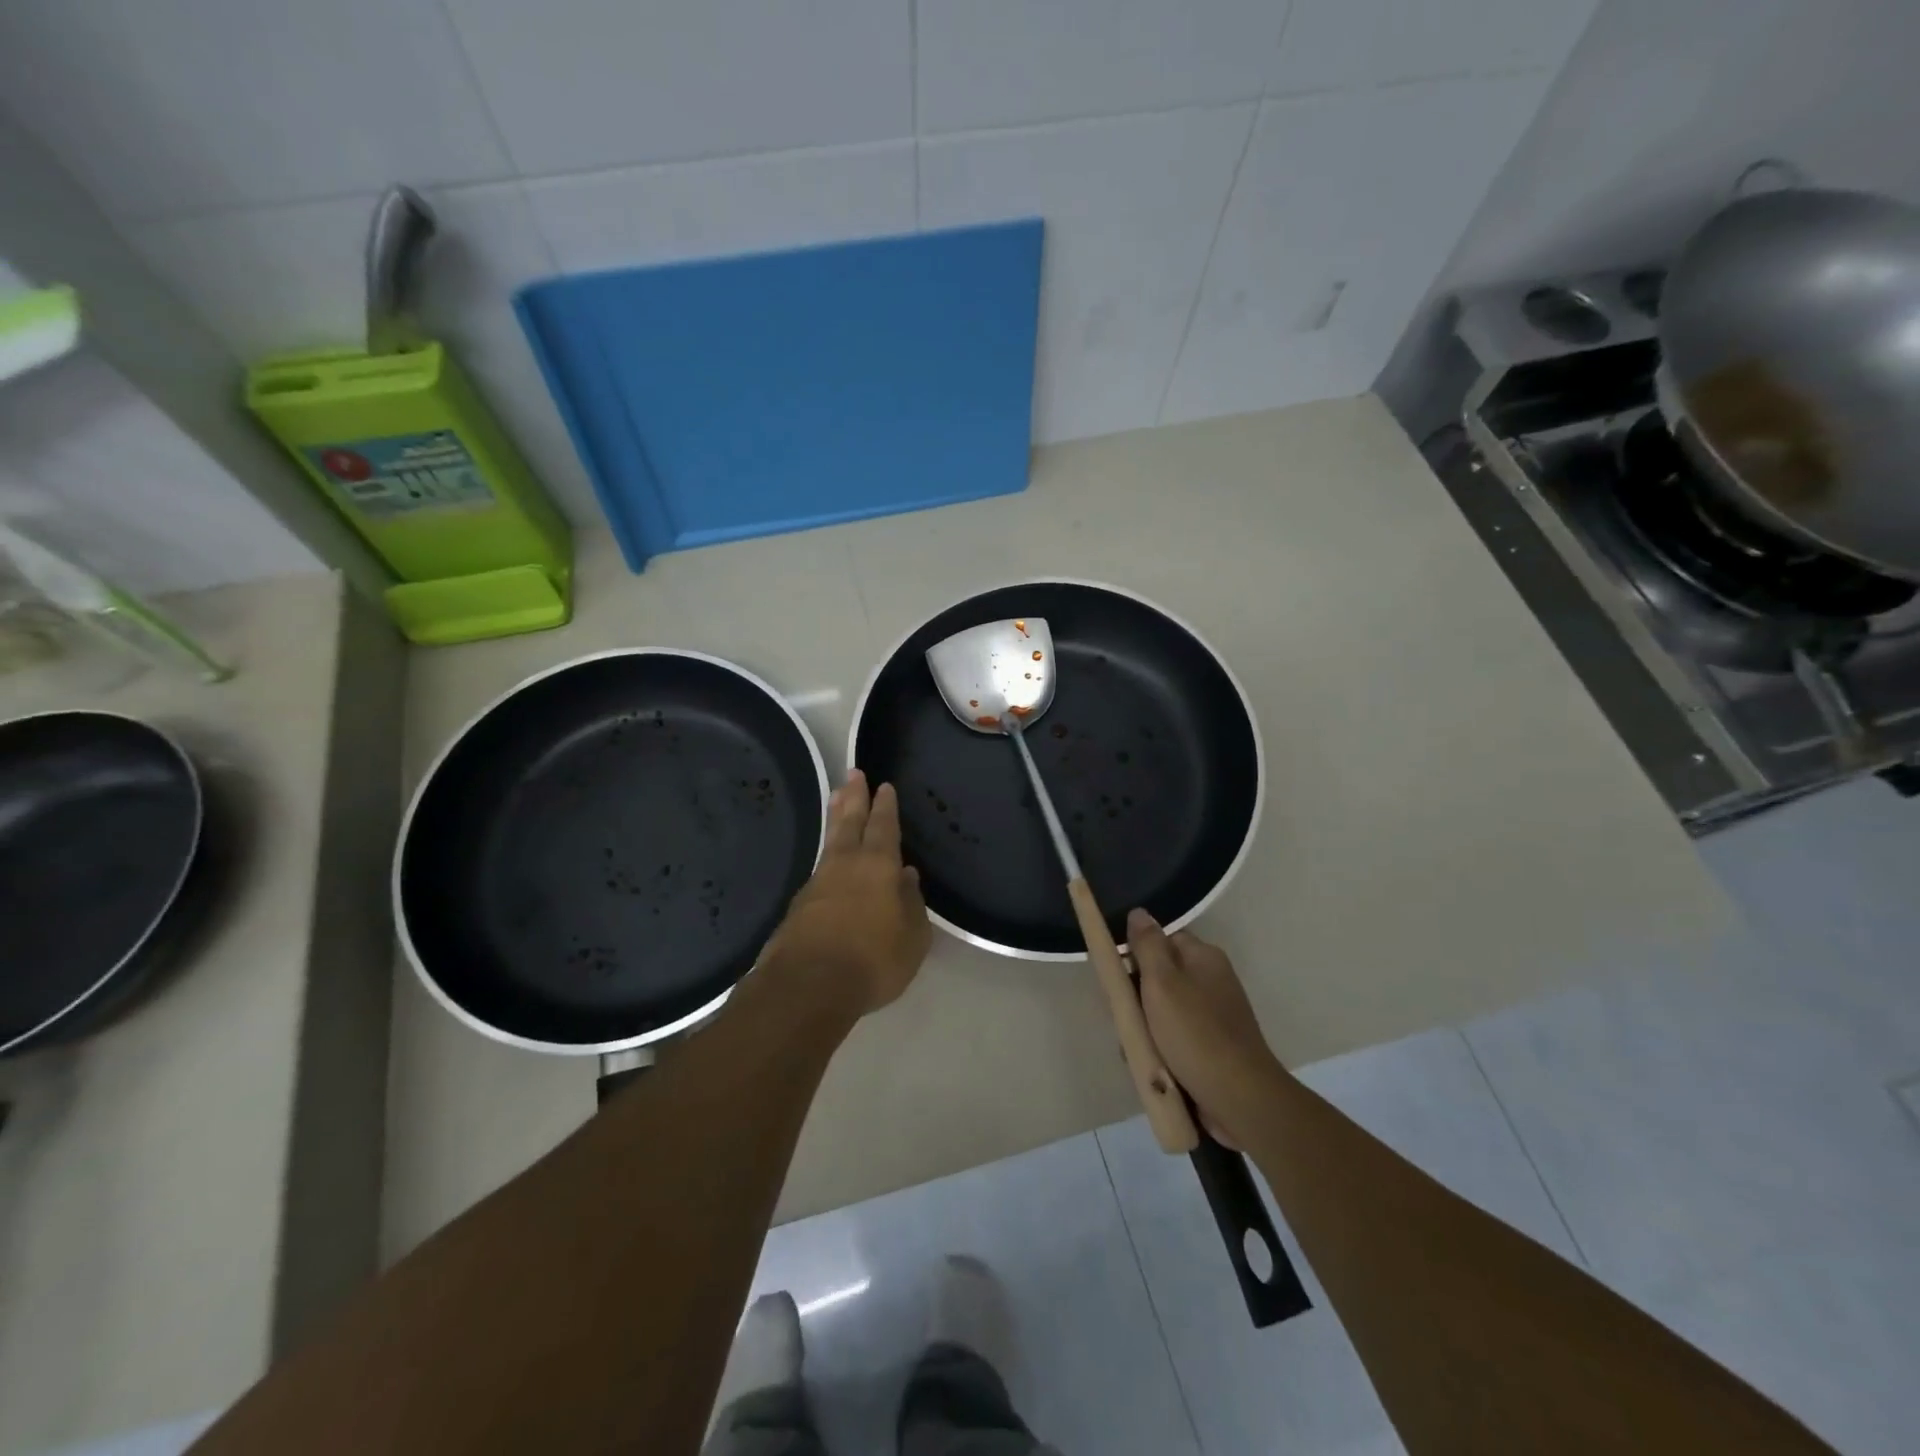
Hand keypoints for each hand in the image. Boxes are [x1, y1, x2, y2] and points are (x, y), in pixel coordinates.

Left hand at [764, 770, 931, 1017]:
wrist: (808, 985)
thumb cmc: (873, 959)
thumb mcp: (912, 937)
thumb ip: (912, 904)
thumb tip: (907, 876)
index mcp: (878, 866)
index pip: (884, 827)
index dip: (885, 806)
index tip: (884, 785)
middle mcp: (846, 865)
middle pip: (850, 822)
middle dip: (854, 797)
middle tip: (853, 773)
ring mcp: (818, 883)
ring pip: (830, 840)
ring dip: (836, 817)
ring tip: (836, 797)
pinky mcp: (800, 905)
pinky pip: (819, 867)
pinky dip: (827, 853)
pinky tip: (829, 859)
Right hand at [1127, 910, 1283, 1146]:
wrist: (1239, 1099)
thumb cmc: (1196, 1033)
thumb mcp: (1162, 983)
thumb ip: (1147, 945)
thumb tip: (1139, 912)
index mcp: (1204, 957)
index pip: (1160, 940)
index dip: (1135, 956)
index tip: (1118, 978)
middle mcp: (1212, 980)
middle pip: (1160, 976)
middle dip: (1137, 997)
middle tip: (1126, 1017)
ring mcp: (1215, 1015)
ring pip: (1163, 1010)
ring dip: (1145, 1027)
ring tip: (1136, 1047)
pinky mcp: (1213, 1046)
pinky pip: (1176, 1037)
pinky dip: (1161, 1048)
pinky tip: (1154, 1065)